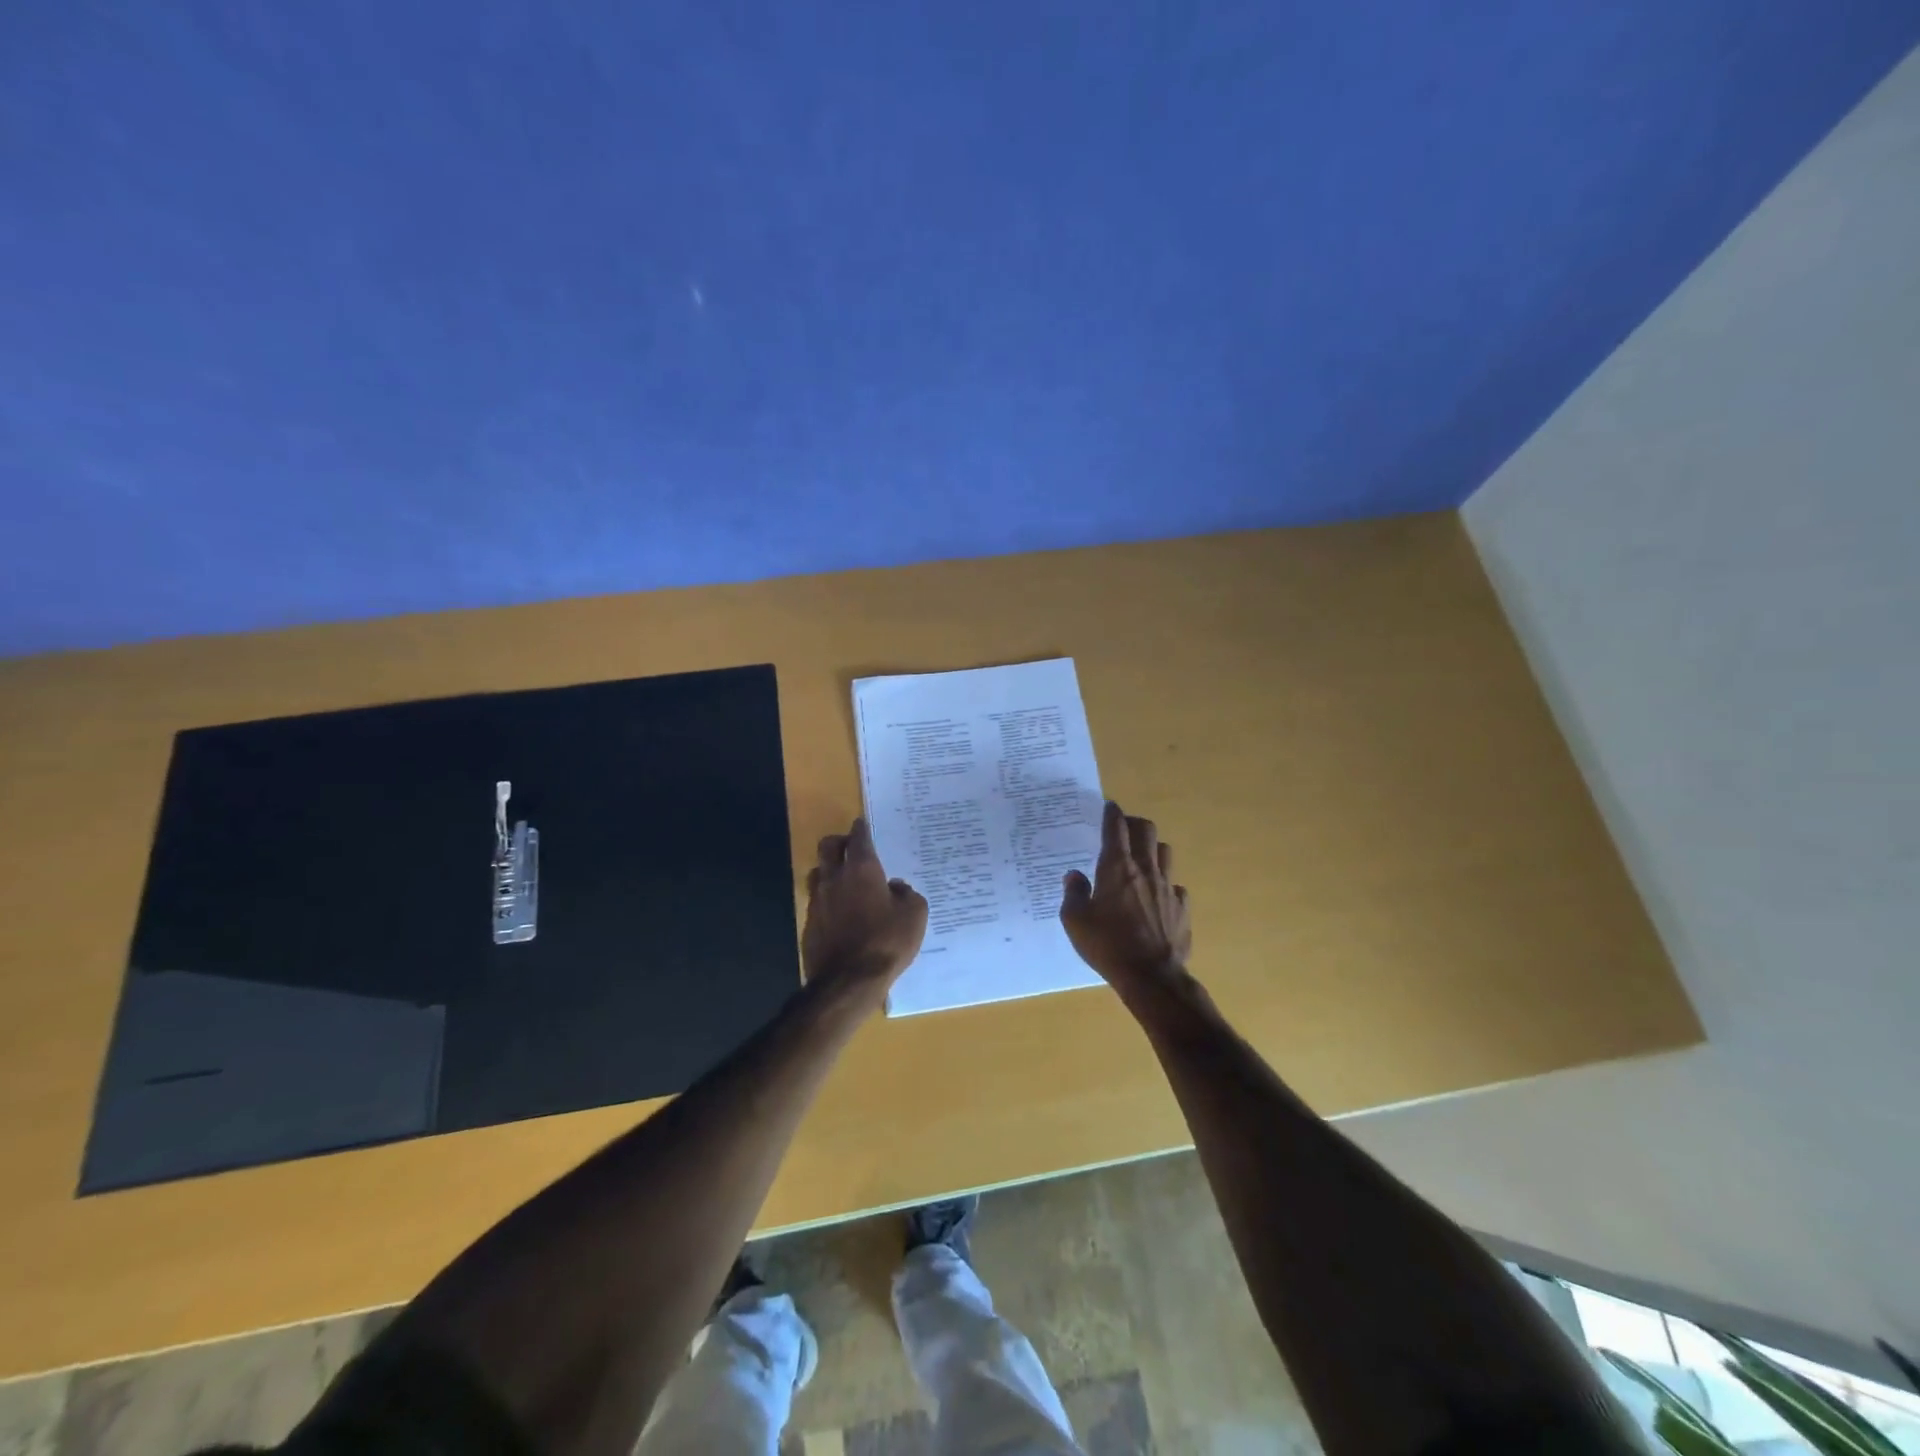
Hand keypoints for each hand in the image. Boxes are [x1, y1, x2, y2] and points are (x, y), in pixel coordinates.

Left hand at [801, 818, 928, 991]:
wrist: (848, 981)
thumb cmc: (887, 942)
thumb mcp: (915, 915)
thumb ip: (907, 894)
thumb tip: (896, 887)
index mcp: (862, 869)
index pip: (859, 837)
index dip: (862, 828)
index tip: (863, 824)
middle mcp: (835, 878)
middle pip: (828, 846)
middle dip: (839, 841)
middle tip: (851, 846)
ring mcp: (818, 901)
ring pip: (818, 872)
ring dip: (830, 870)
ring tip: (844, 879)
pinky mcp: (810, 923)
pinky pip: (818, 901)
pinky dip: (828, 900)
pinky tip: (841, 912)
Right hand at [1060, 802, 1190, 992]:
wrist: (1151, 976)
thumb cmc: (1108, 945)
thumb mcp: (1076, 921)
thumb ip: (1074, 893)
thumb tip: (1074, 875)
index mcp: (1117, 867)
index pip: (1115, 827)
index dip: (1111, 813)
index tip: (1108, 806)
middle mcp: (1145, 870)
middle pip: (1146, 830)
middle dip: (1134, 823)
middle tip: (1123, 829)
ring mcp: (1168, 887)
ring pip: (1164, 852)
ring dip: (1152, 849)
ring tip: (1141, 858)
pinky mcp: (1182, 908)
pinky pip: (1176, 886)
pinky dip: (1165, 885)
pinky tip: (1157, 897)